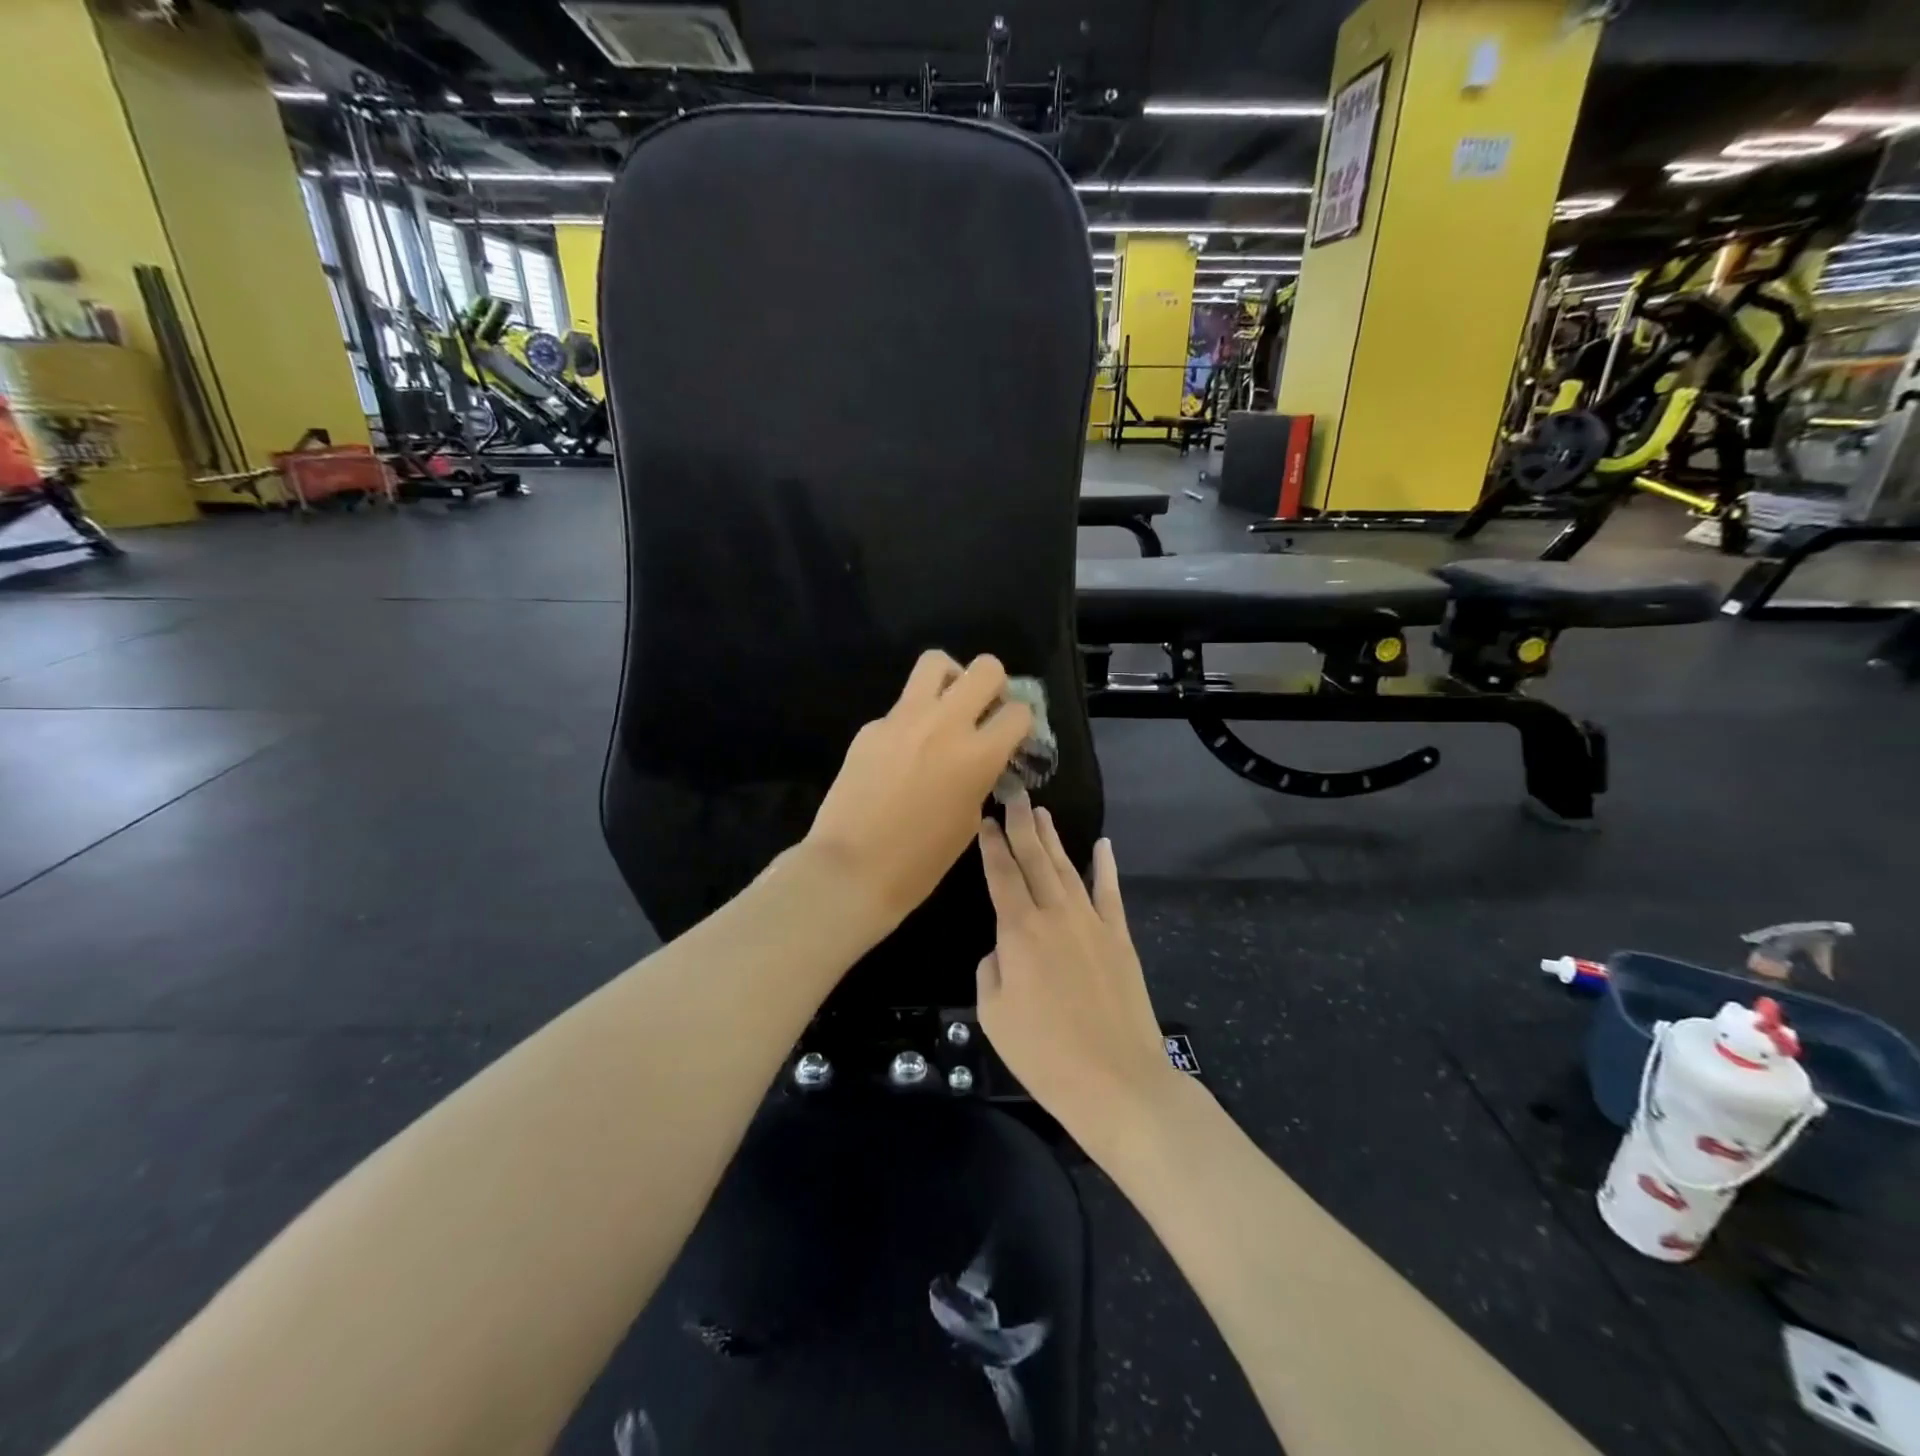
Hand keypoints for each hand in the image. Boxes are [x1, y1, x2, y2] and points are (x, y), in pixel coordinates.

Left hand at [805, 650, 1032, 931]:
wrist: (852, 869)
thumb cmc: (920, 861)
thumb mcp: (968, 819)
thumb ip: (980, 777)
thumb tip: (981, 758)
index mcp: (978, 755)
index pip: (1019, 712)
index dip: (1021, 723)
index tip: (1013, 736)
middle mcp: (945, 724)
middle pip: (986, 668)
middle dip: (994, 685)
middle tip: (984, 710)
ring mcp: (903, 719)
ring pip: (936, 663)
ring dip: (951, 679)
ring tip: (946, 708)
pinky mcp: (871, 727)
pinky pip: (901, 707)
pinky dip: (912, 719)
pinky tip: (903, 754)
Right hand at [976, 796, 1181, 1152]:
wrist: (1117, 1081)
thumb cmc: (1045, 1054)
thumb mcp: (994, 1015)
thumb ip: (992, 969)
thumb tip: (1004, 948)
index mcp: (1019, 931)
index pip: (1001, 875)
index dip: (992, 844)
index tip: (985, 818)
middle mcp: (1055, 915)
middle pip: (1035, 859)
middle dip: (1021, 825)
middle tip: (1014, 793)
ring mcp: (1092, 922)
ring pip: (1068, 868)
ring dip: (1054, 839)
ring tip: (1042, 813)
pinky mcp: (1120, 937)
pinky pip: (1111, 893)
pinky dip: (1106, 867)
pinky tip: (1103, 845)